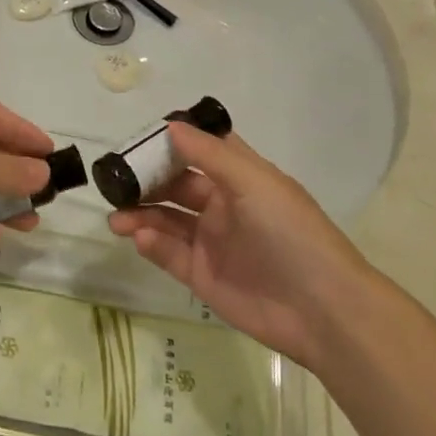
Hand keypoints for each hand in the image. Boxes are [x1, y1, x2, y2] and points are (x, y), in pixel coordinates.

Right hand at [107, 122, 368, 366]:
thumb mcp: (254, 182)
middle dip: (144, 181)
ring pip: (166, 220)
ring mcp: (211, 241)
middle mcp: (222, 205)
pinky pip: (169, 253)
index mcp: (239, 178)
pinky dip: (152, 244)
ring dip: (140, 214)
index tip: (136, 140)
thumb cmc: (291, 233)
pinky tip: (140, 238)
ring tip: (116, 217)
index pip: (199, 151)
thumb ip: (208, 154)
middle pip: (175, 185)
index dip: (169, 143)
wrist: (322, 310)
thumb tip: (170, 125)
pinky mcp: (202, 276)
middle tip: (113, 182)